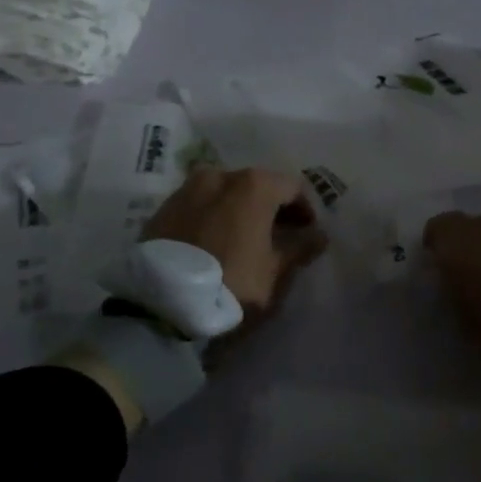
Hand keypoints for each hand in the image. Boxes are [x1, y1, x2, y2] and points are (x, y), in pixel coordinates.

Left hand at [143, 166, 327, 317]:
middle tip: (278, 237)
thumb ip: (300, 248)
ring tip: (243, 242)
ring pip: (224, 194)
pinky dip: (212, 218)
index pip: (292, 187)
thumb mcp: (275, 272)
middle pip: (256, 186)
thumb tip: (319, 235)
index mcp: (253, 185)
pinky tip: (213, 244)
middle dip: (270, 208)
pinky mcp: (162, 209)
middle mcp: (219, 176)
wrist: (161, 305)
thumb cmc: (232, 283)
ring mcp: (186, 189)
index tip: (307, 234)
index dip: (304, 210)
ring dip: (238, 212)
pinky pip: (198, 207)